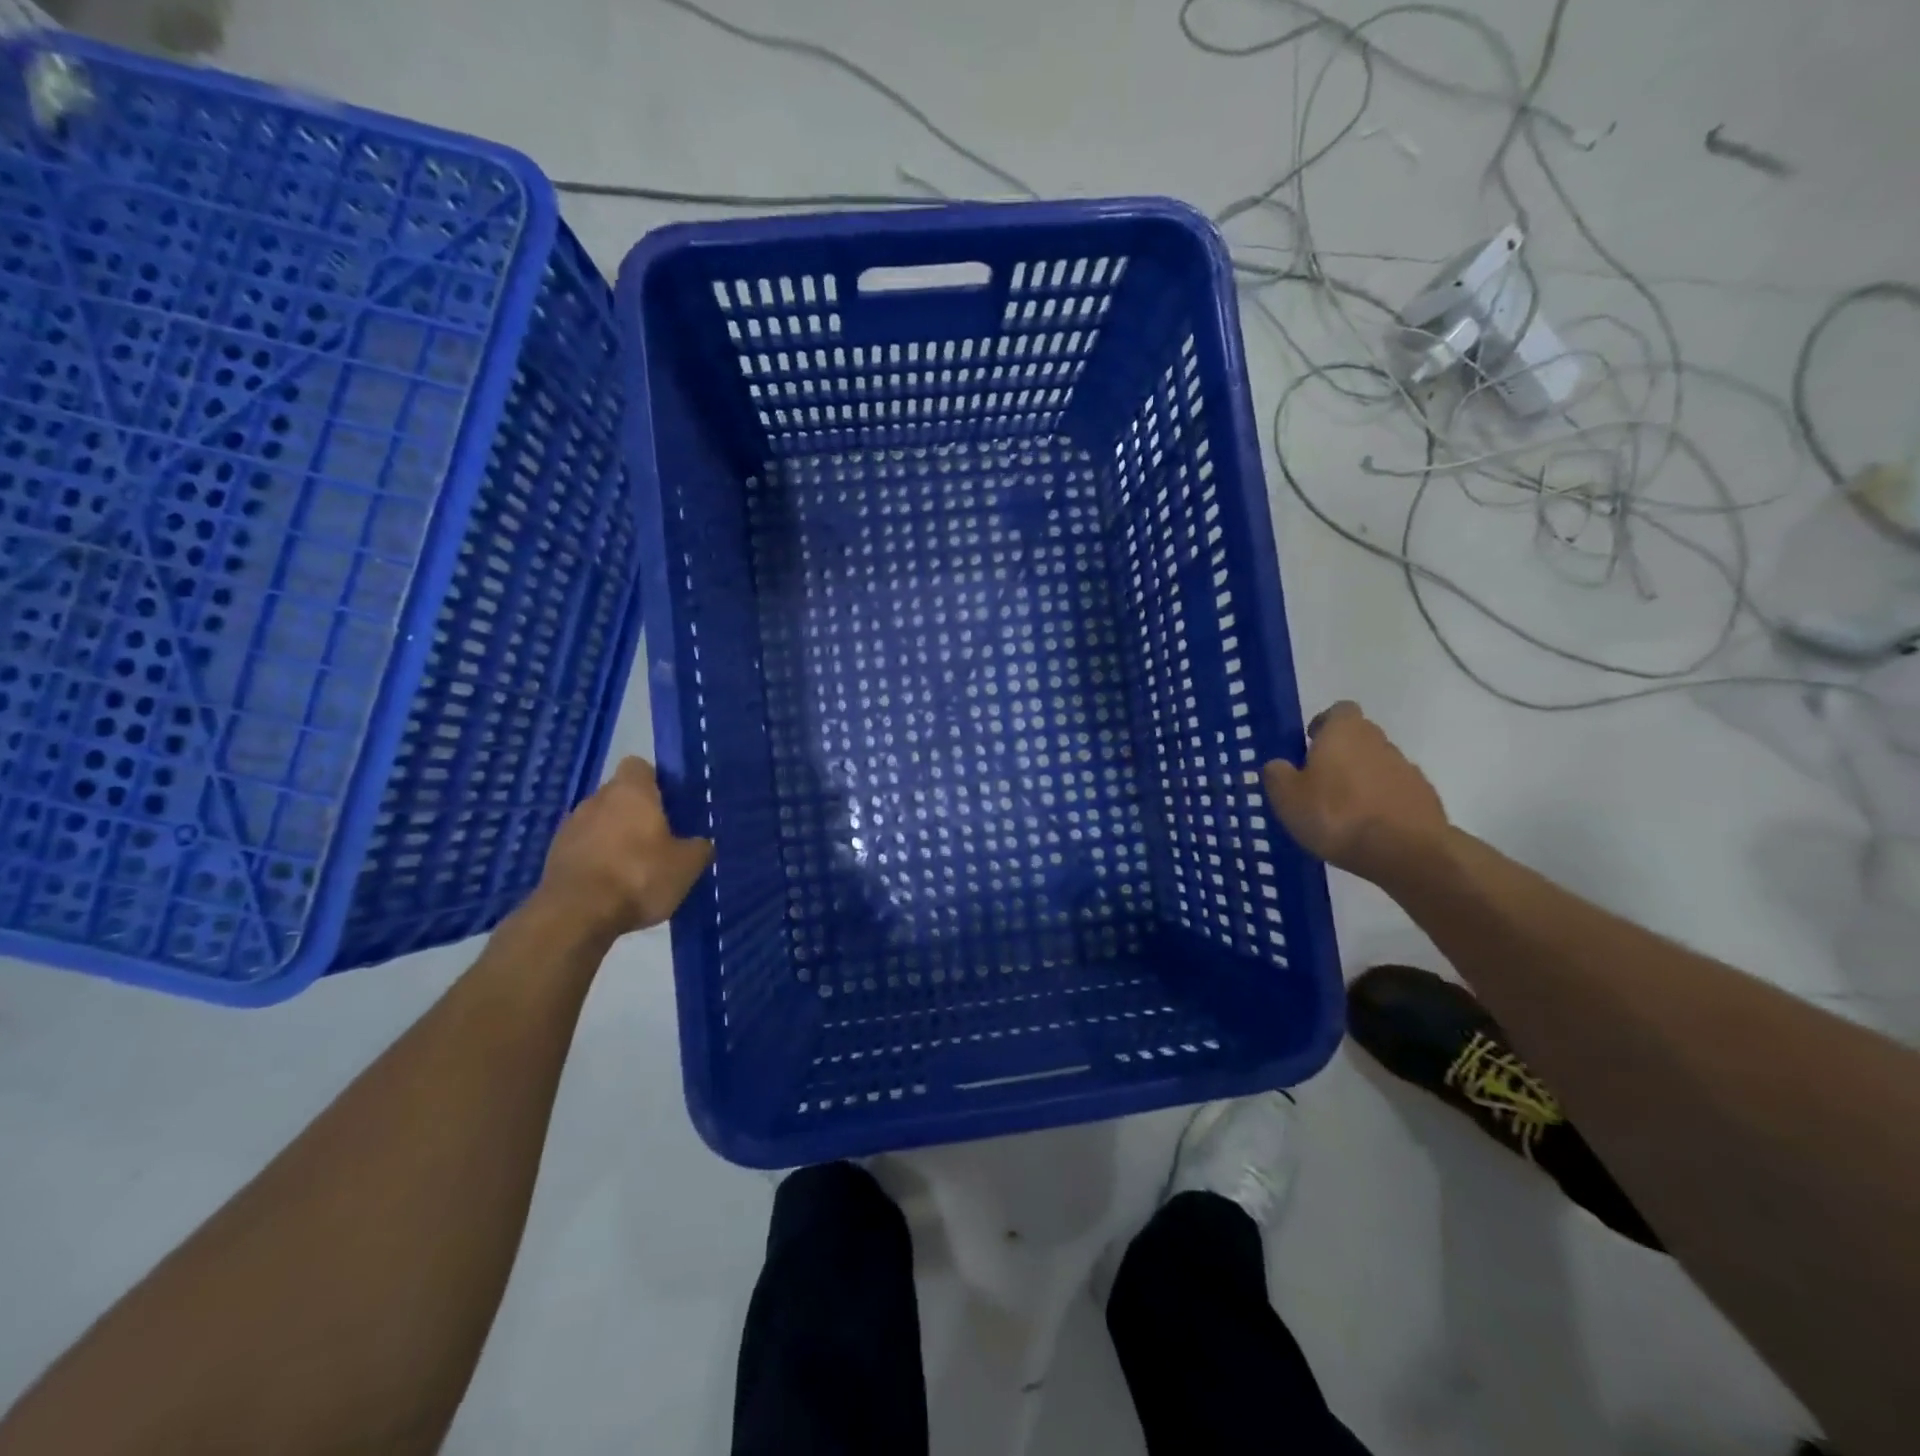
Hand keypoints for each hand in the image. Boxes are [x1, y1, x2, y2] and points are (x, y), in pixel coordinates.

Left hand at [535, 757, 712, 940]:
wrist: (575, 915)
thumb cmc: (638, 876)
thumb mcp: (687, 865)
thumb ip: (698, 847)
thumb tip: (700, 843)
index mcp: (631, 791)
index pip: (639, 766)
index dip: (655, 781)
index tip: (669, 804)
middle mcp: (596, 800)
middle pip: (619, 796)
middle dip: (636, 813)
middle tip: (660, 840)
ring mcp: (570, 827)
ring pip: (600, 822)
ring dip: (614, 837)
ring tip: (634, 868)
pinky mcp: (553, 856)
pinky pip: (583, 848)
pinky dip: (596, 860)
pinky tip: (611, 886)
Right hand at [1263, 702, 1448, 883]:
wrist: (1406, 852)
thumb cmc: (1336, 815)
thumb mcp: (1287, 797)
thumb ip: (1277, 774)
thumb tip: (1278, 765)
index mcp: (1344, 732)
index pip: (1339, 710)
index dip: (1324, 724)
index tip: (1309, 744)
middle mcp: (1379, 741)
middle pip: (1359, 737)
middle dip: (1341, 754)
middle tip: (1319, 782)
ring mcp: (1407, 770)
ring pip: (1377, 766)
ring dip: (1362, 780)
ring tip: (1343, 813)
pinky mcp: (1425, 798)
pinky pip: (1396, 792)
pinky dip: (1382, 803)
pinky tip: (1368, 829)